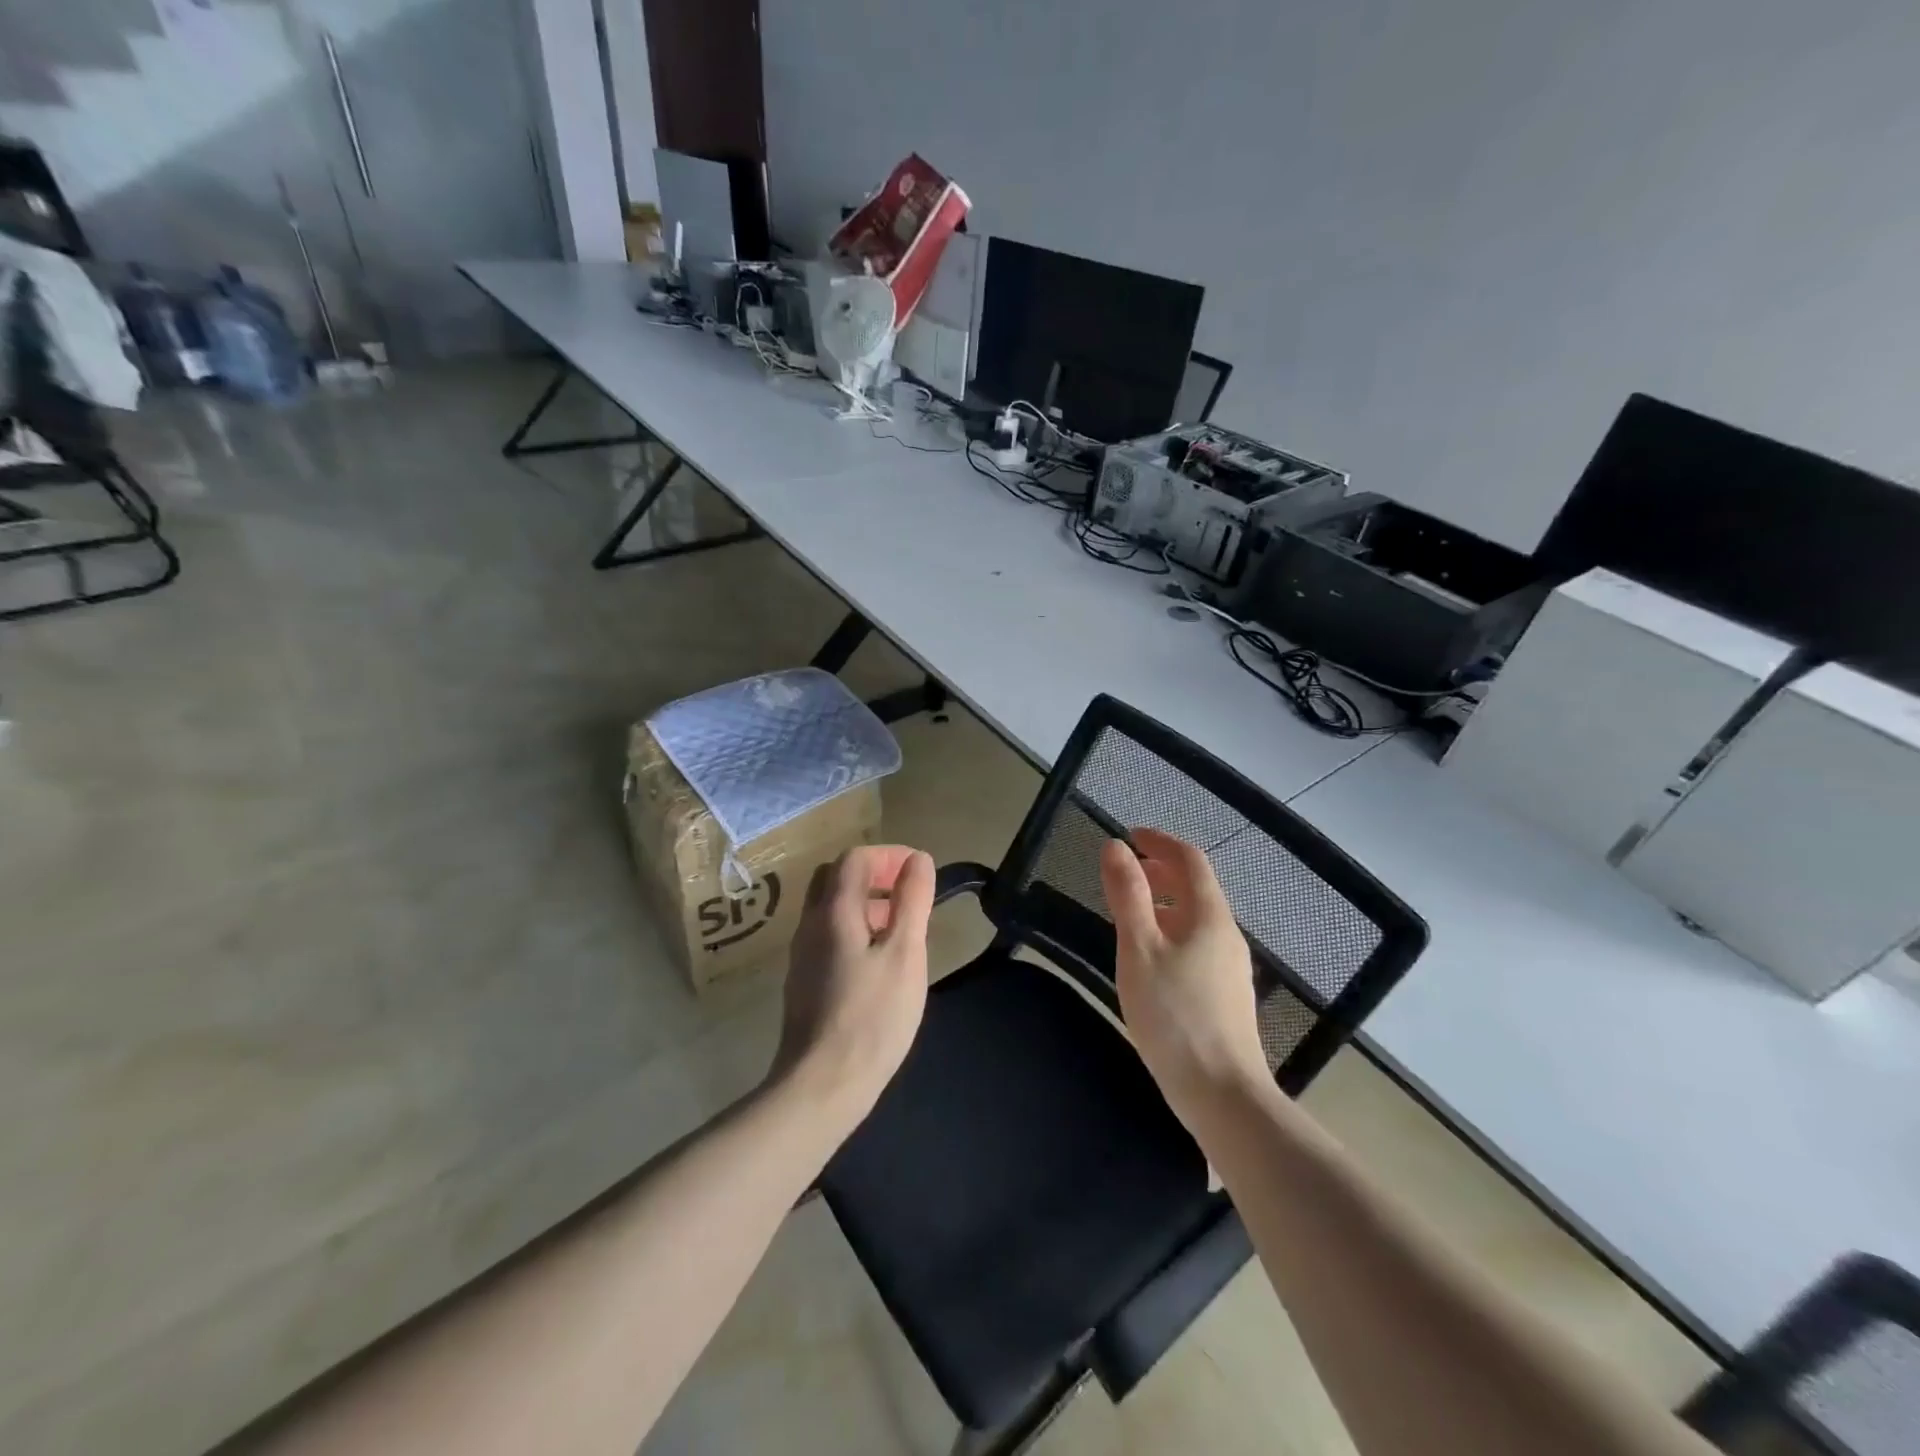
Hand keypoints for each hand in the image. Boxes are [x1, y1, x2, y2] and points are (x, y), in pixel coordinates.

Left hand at [772, 844, 935, 1130]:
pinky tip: (878, 962)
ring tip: (901, 929)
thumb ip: (912, 901)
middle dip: (874, 875)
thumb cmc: (872, 1016)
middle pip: (835, 877)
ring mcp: (802, 954)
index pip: (855, 858)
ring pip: (829, 908)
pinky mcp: (803, 981)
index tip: (919, 872)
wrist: (822, 1084)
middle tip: (906, 894)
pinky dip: (854, 928)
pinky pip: (828, 935)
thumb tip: (918, 859)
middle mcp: (810, 924)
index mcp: (834, 911)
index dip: (889, 855)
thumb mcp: (905, 954)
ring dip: (865, 903)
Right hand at [1100, 828, 1268, 1125]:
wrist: (1223, 1095)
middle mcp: (1226, 935)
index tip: (1128, 835)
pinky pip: (1196, 944)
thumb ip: (1127, 895)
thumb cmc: (1175, 1016)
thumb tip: (1115, 846)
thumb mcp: (1140, 949)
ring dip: (1163, 903)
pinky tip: (1150, 959)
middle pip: (1196, 887)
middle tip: (1123, 873)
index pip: (1190, 860)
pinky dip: (1170, 931)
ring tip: (1129, 914)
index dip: (1159, 841)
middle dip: (1160, 871)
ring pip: (1196, 919)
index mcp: (1209, 917)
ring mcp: (1230, 968)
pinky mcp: (1225, 995)